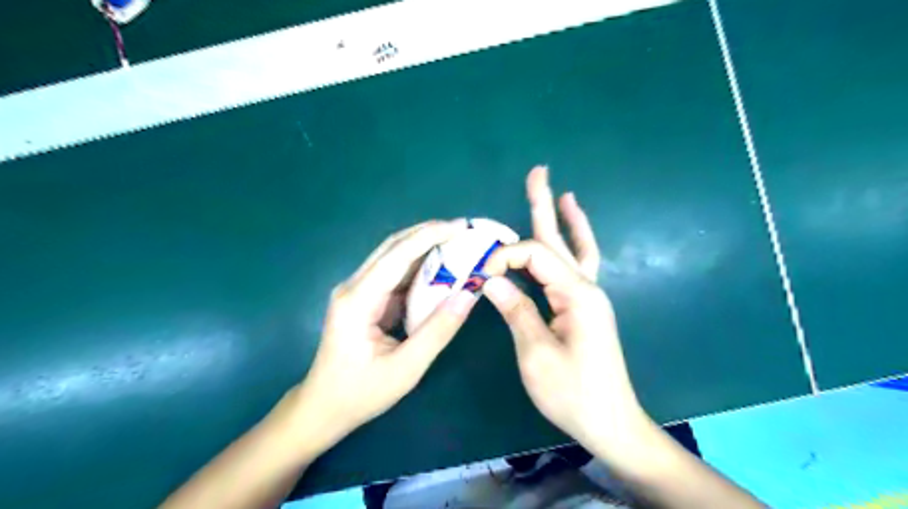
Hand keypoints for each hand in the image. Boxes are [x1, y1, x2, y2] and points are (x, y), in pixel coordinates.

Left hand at [289, 221, 475, 450]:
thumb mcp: (406, 369)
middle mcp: (353, 286)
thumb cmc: (360, 393)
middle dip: (428, 233)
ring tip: (457, 243)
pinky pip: (393, 274)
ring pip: (392, 257)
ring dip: (424, 247)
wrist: (322, 408)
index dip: (429, 236)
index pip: (397, 255)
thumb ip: (438, 331)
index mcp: (358, 300)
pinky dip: (418, 266)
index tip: (460, 226)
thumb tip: (468, 295)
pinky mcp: (364, 298)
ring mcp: (357, 291)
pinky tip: (440, 267)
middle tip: (462, 230)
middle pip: (392, 247)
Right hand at [482, 168, 652, 460]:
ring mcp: (589, 296)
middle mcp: (586, 287)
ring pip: (573, 248)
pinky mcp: (585, 306)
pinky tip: (570, 232)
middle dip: (545, 205)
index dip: (505, 256)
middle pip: (559, 239)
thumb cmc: (573, 393)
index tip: (481, 277)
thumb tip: (491, 279)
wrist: (609, 421)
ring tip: (560, 193)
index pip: (534, 255)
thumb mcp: (536, 354)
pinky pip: (579, 265)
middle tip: (539, 172)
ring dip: (563, 219)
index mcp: (576, 294)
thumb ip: (516, 310)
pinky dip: (574, 243)